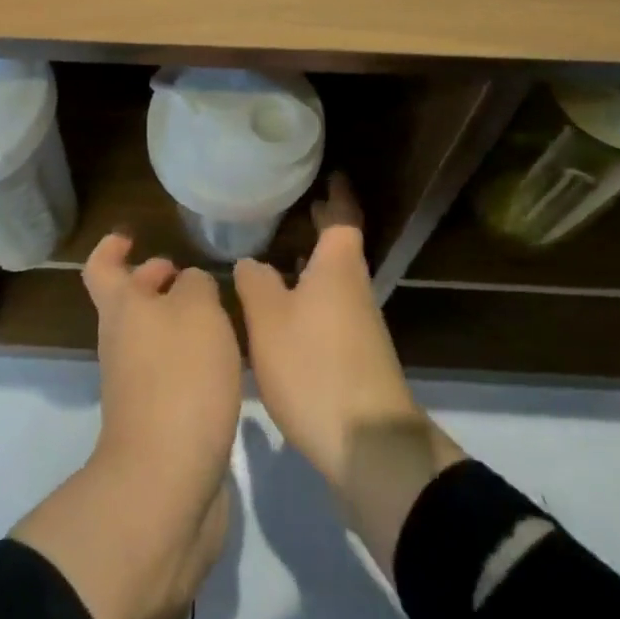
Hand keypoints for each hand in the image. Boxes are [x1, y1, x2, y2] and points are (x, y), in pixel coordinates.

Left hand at [12, 235, 240, 618]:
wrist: (166, 483)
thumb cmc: (179, 379)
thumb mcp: (197, 310)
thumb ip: (196, 285)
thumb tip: (191, 287)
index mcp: (123, 309)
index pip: (102, 267)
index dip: (113, 246)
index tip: (134, 235)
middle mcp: (123, 343)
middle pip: (131, 302)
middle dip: (157, 282)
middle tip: (193, 275)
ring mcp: (138, 386)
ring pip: (155, 338)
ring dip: (182, 322)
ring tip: (225, 314)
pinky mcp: (161, 421)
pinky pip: (173, 373)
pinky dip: (194, 359)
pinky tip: (229, 362)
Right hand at [235, 174, 463, 572]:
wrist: (368, 446)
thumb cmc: (315, 366)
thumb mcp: (269, 320)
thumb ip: (255, 282)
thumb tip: (251, 262)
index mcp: (338, 266)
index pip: (343, 215)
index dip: (337, 193)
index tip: (331, 173)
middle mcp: (354, 287)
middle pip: (339, 246)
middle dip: (321, 226)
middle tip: (296, 206)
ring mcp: (359, 324)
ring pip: (333, 279)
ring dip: (313, 263)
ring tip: (279, 254)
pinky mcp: (355, 356)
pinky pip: (330, 308)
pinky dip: (311, 295)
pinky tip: (285, 311)